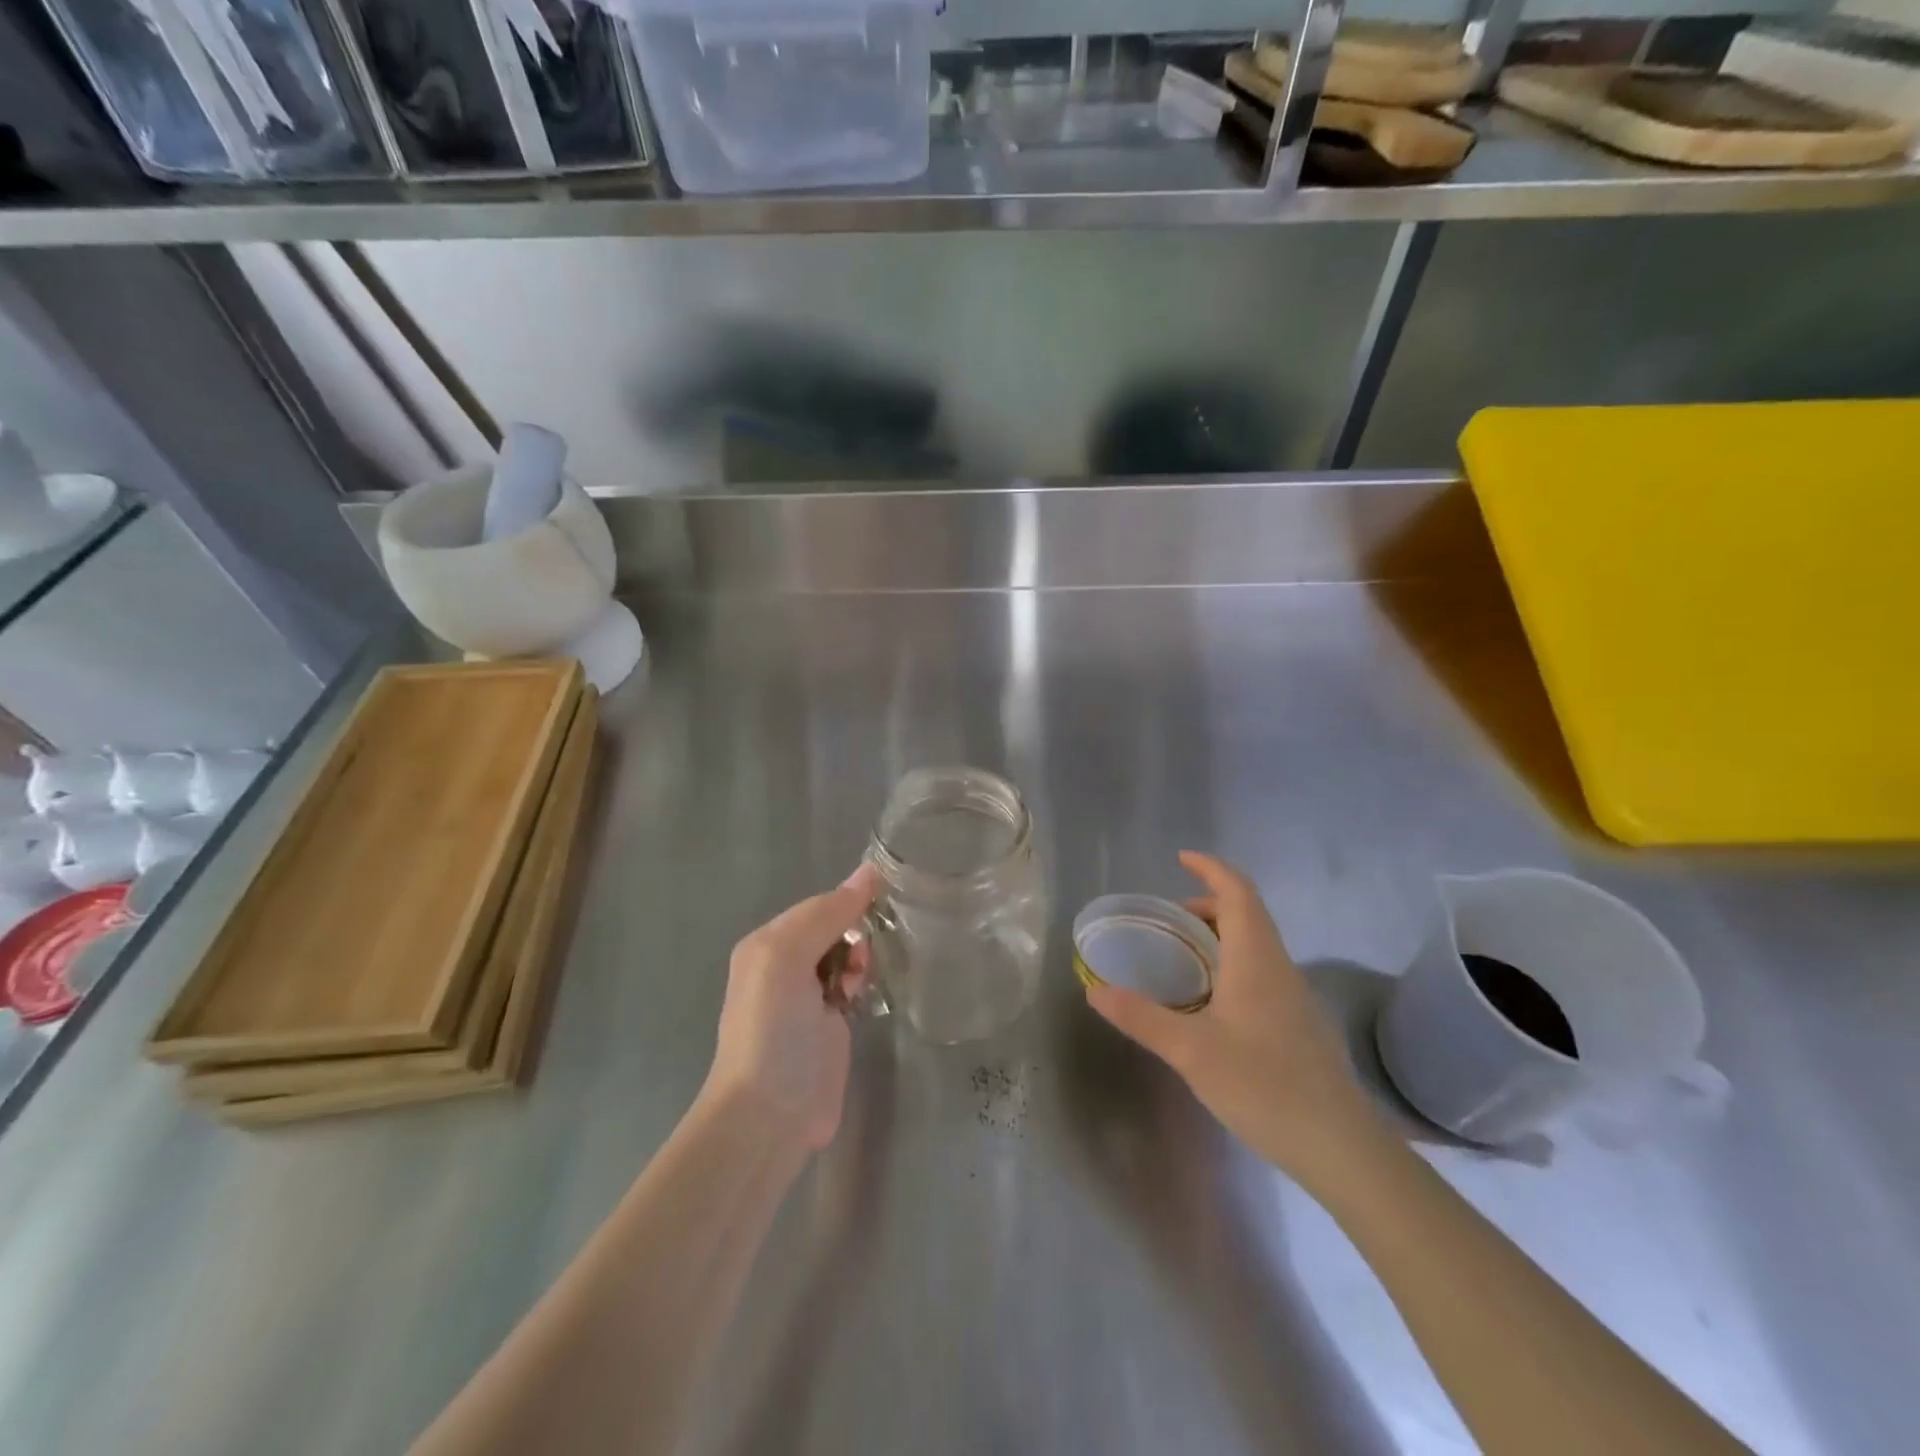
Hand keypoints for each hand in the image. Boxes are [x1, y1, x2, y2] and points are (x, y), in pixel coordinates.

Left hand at [704, 867, 876, 1153]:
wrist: (769, 1115)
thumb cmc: (773, 1029)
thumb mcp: (787, 958)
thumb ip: (825, 914)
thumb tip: (868, 872)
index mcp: (768, 943)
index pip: (818, 905)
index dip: (848, 900)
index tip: (884, 898)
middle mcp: (785, 965)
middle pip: (835, 927)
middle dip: (855, 932)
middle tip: (862, 955)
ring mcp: (809, 997)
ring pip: (848, 955)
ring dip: (860, 959)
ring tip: (857, 982)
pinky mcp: (832, 1025)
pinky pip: (854, 985)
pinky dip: (864, 982)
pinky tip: (864, 993)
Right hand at [1084, 851, 1383, 1184]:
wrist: (1340, 1147)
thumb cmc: (1264, 1085)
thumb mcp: (1191, 1051)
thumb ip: (1141, 1017)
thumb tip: (1094, 991)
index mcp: (1256, 959)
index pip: (1238, 892)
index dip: (1211, 868)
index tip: (1181, 858)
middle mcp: (1279, 967)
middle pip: (1248, 914)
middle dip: (1209, 904)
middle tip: (1169, 920)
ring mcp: (1295, 996)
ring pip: (1257, 944)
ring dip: (1222, 935)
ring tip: (1184, 958)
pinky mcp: (1300, 1024)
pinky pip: (1263, 971)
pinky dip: (1233, 963)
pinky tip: (1213, 1003)